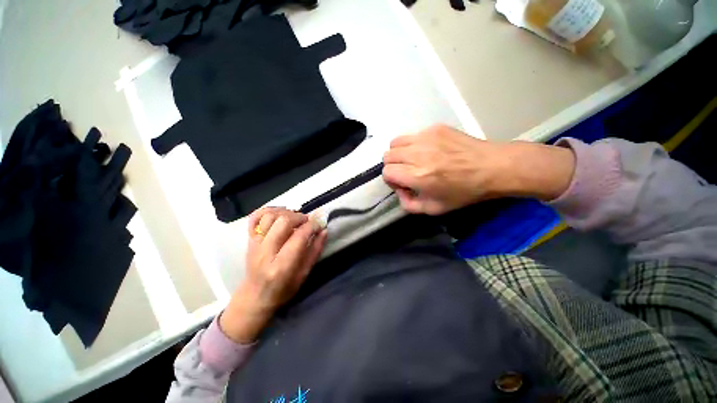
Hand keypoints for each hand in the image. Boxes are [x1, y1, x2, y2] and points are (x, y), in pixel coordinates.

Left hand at [220, 207, 326, 343]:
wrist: (255, 296)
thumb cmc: (283, 289)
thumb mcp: (304, 274)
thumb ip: (315, 251)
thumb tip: (324, 230)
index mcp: (282, 266)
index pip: (299, 236)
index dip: (313, 226)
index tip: (320, 224)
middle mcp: (266, 252)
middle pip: (283, 222)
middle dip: (300, 217)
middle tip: (307, 222)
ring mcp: (255, 244)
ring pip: (269, 216)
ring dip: (286, 213)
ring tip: (295, 219)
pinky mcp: (249, 239)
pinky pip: (255, 217)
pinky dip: (268, 210)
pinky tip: (279, 214)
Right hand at [383, 124, 575, 214]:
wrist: (492, 168)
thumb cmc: (464, 192)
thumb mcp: (434, 209)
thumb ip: (409, 205)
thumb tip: (399, 191)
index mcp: (417, 176)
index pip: (387, 172)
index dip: (391, 179)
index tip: (402, 183)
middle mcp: (417, 154)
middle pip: (388, 155)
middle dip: (393, 166)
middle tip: (406, 171)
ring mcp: (426, 137)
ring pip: (396, 142)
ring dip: (399, 153)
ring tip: (413, 159)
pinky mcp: (435, 128)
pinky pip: (413, 135)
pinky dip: (414, 144)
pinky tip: (429, 150)